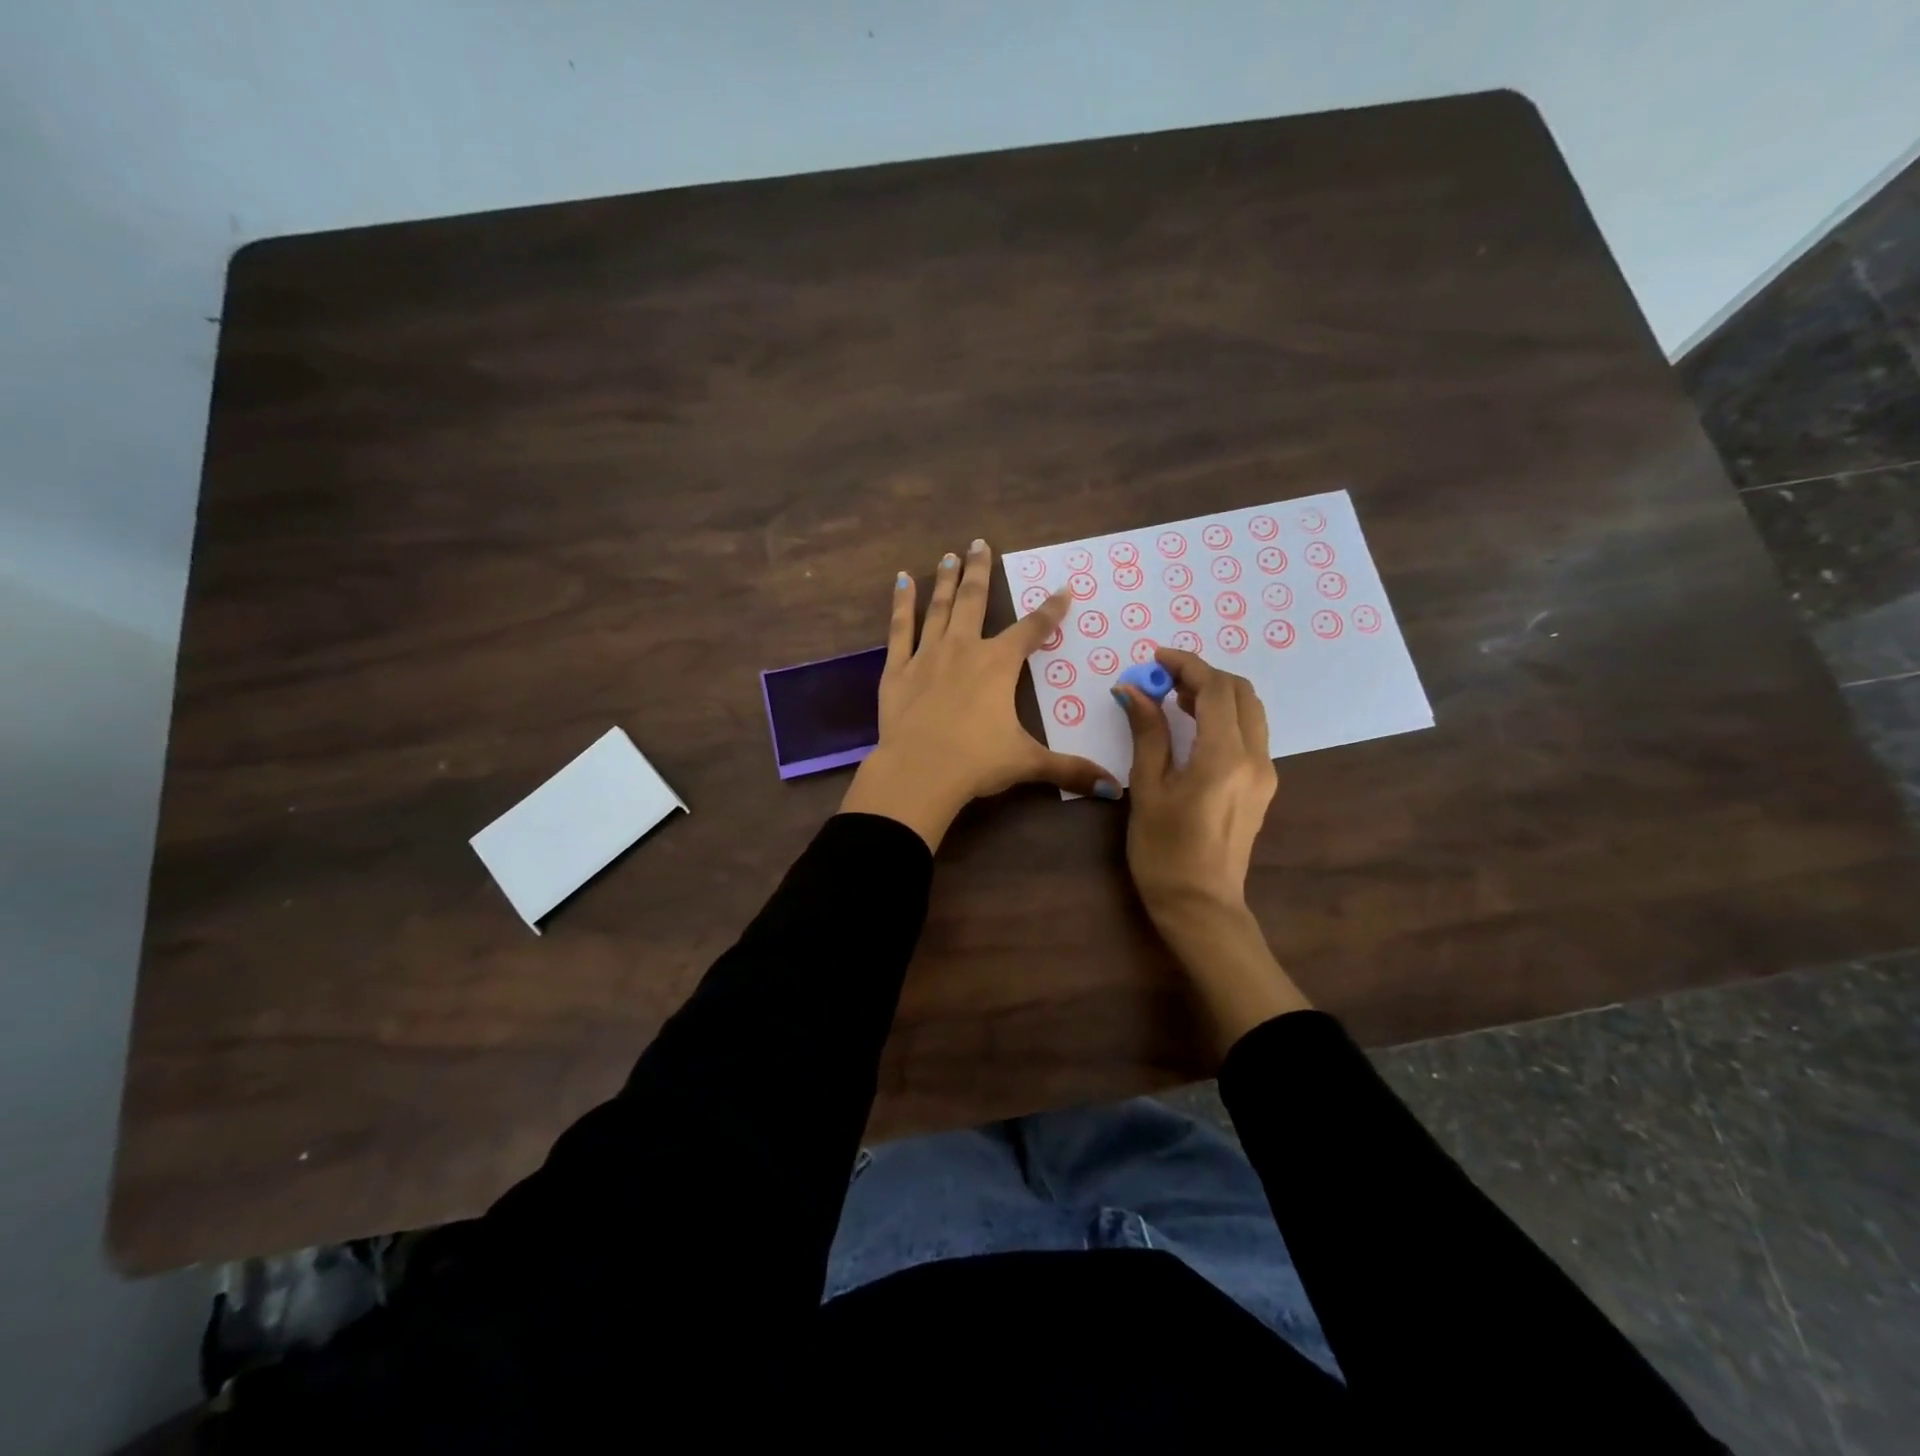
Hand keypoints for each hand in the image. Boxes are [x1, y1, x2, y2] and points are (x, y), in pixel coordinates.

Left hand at [840, 539, 1120, 849]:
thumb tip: (1116, 787)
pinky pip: (900, 629)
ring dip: (945, 580)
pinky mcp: (897, 669)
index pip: (1032, 630)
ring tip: (948, 555)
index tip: (1063, 589)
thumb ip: (1070, 770)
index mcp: (998, 665)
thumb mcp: (1028, 763)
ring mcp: (927, 655)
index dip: (1051, 610)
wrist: (919, 772)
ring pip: (939, 608)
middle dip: (979, 571)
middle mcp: (964, 649)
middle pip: (973, 600)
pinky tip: (902, 582)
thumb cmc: (977, 762)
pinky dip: (901, 604)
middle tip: (979, 543)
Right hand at [1115, 648, 1308, 1044]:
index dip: (1187, 665)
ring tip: (1175, 698)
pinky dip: (1224, 717)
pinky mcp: (1262, 786)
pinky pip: (1249, 734)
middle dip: (1204, 675)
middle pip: (1241, 693)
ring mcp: (1265, 773)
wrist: (1201, 906)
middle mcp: (1255, 758)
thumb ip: (1148, 733)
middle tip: (1164, 678)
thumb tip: (1134, 690)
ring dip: (1217, 694)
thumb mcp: (1148, 789)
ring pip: (1250, 712)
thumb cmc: (1164, 851)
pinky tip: (1193, 728)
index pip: (1215, 689)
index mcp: (1224, 757)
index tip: (1157, 658)